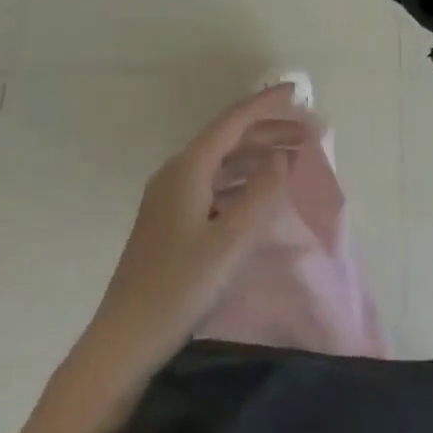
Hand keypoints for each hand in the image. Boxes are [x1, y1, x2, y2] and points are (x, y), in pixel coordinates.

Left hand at [85, 85, 311, 370]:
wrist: (124, 341)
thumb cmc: (179, 287)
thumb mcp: (230, 241)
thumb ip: (261, 193)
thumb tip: (282, 157)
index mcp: (188, 168)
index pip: (234, 121)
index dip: (267, 103)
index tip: (298, 92)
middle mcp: (177, 172)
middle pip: (229, 138)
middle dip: (269, 130)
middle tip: (309, 133)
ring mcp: (171, 196)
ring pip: (223, 161)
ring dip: (258, 155)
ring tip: (294, 159)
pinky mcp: (172, 219)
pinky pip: (214, 182)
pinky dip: (243, 178)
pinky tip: (261, 191)